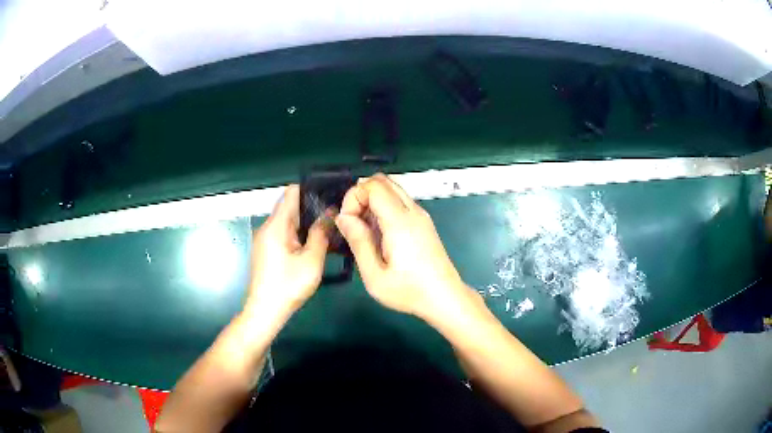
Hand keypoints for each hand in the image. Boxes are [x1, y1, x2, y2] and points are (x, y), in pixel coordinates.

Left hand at [244, 185, 328, 321]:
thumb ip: (320, 234)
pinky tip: (314, 243)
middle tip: (336, 213)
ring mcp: (265, 239)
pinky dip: (298, 233)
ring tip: (329, 227)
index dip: (311, 189)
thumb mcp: (311, 260)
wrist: (265, 311)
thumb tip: (330, 213)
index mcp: (276, 225)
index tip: (330, 194)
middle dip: (312, 207)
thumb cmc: (288, 286)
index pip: (291, 193)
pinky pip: (284, 233)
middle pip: (290, 206)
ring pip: (288, 221)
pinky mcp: (266, 250)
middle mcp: (267, 227)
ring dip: (306, 222)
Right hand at [335, 174, 472, 319]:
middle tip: (355, 223)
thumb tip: (343, 217)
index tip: (348, 223)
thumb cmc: (409, 291)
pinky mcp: (424, 222)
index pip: (373, 185)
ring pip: (392, 188)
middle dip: (361, 195)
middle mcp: (413, 211)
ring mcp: (421, 215)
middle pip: (383, 180)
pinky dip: (384, 207)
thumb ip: (358, 242)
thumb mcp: (374, 275)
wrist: (444, 297)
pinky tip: (380, 234)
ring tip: (366, 230)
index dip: (354, 197)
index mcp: (400, 222)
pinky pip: (400, 201)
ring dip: (373, 200)